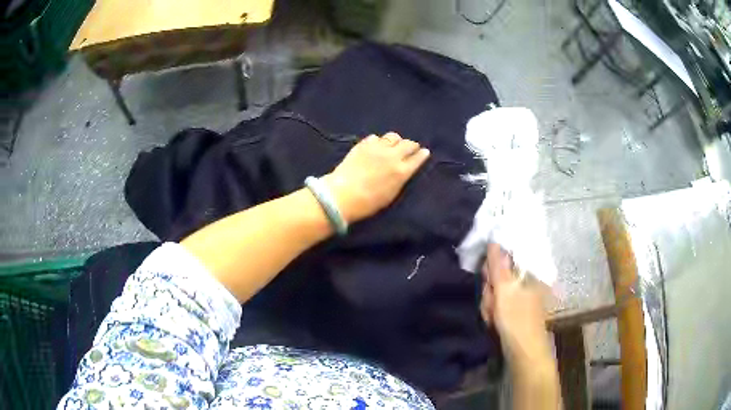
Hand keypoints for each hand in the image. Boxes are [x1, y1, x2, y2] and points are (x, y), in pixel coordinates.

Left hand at [323, 132, 429, 222]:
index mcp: (402, 172)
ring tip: (392, 146)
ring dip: (396, 141)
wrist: (343, 195)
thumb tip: (404, 170)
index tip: (424, 152)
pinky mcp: (363, 144)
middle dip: (411, 145)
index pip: (418, 158)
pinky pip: (376, 137)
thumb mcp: (391, 195)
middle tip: (410, 148)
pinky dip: (378, 141)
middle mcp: (393, 156)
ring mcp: (377, 148)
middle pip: (408, 144)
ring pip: (393, 136)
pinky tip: (375, 147)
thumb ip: (400, 179)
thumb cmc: (368, 203)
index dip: (422, 154)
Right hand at [481, 244, 552, 365]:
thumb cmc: (517, 320)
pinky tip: (495, 324)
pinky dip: (493, 315)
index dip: (491, 271)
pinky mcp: (513, 311)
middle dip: (489, 293)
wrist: (524, 353)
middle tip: (492, 306)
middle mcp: (524, 283)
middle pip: (497, 278)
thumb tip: (494, 241)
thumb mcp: (505, 292)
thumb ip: (498, 267)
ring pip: (494, 294)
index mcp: (527, 274)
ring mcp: (519, 298)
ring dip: (489, 306)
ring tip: (494, 319)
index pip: (503, 261)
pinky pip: (497, 306)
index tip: (488, 283)